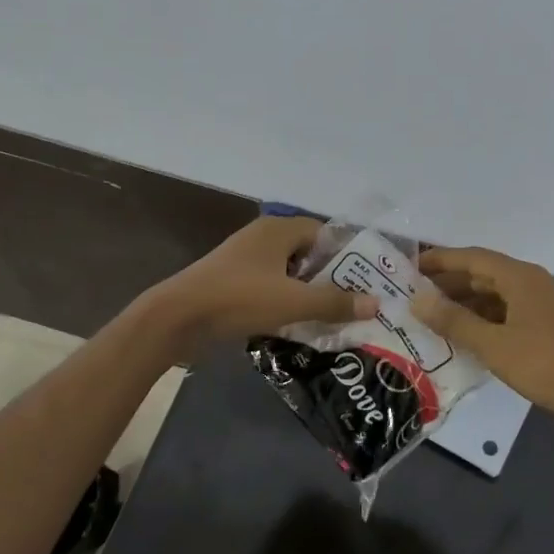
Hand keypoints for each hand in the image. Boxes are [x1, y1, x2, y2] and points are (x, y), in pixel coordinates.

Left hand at [141, 215, 377, 353]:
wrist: (176, 318)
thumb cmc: (239, 299)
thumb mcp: (293, 302)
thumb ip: (335, 303)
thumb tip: (376, 303)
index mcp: (278, 230)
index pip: (323, 232)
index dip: (345, 255)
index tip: (364, 280)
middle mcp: (262, 238)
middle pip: (307, 253)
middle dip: (329, 277)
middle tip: (353, 302)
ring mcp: (244, 260)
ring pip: (288, 272)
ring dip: (306, 292)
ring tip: (329, 316)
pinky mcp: (232, 282)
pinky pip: (269, 286)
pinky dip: (284, 301)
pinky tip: (295, 323)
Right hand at [413, 245, 553, 431]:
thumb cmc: (546, 364)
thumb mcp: (493, 344)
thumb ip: (454, 321)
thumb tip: (416, 300)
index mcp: (518, 276)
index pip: (470, 257)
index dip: (438, 260)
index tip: (407, 268)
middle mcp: (529, 282)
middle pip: (481, 273)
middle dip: (447, 283)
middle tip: (411, 297)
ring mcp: (538, 304)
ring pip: (492, 295)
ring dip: (463, 303)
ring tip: (430, 318)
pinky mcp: (544, 325)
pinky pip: (504, 312)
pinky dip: (481, 319)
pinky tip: (462, 337)